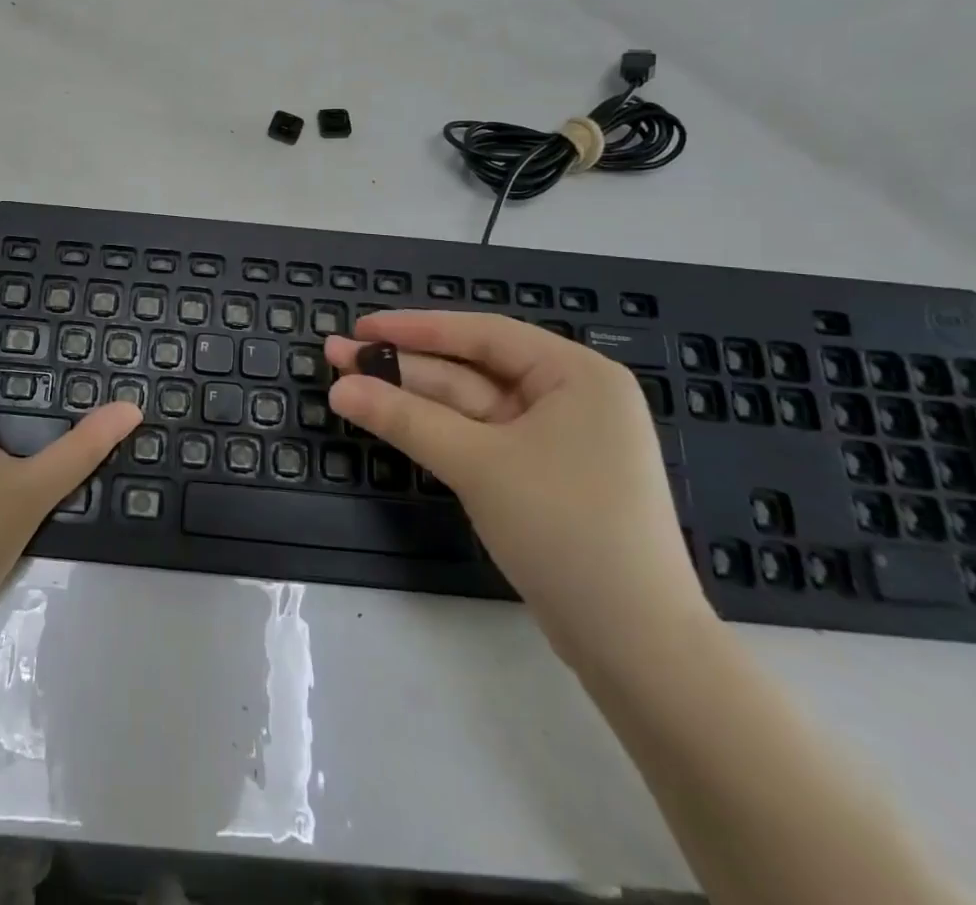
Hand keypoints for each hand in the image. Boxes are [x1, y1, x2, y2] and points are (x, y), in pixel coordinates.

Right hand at [324, 312, 711, 667]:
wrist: (637, 648)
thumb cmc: (565, 529)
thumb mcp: (478, 464)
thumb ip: (405, 418)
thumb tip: (339, 388)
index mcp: (576, 374)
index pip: (481, 334)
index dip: (414, 327)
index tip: (360, 326)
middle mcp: (570, 397)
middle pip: (470, 370)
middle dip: (403, 365)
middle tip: (338, 355)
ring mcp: (556, 440)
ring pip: (469, 406)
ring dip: (411, 398)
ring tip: (349, 386)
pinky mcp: (541, 477)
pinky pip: (479, 438)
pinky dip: (436, 431)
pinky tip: (392, 421)